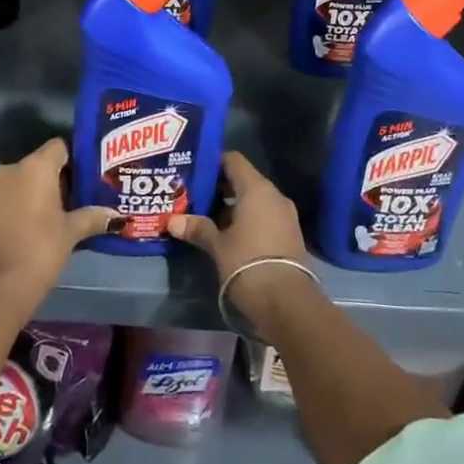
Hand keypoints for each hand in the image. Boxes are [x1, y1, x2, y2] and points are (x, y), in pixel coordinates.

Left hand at [0, 138, 113, 299]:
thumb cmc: (39, 251)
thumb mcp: (71, 234)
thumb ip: (93, 218)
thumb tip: (117, 216)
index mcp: (35, 167)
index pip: (59, 146)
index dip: (76, 158)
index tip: (91, 175)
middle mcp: (11, 170)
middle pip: (41, 164)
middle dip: (60, 178)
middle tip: (81, 197)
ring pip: (22, 182)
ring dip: (39, 194)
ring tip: (61, 214)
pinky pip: (8, 199)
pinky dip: (22, 207)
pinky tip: (35, 228)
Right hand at [168, 152, 315, 336]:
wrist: (287, 303)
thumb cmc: (247, 264)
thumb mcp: (217, 246)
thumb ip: (197, 229)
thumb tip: (173, 221)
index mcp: (256, 189)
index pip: (233, 160)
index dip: (214, 162)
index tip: (195, 171)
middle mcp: (274, 196)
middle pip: (244, 180)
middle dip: (220, 188)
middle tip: (195, 196)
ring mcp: (285, 216)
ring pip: (255, 201)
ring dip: (233, 207)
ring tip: (207, 218)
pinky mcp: (290, 235)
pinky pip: (265, 217)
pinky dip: (247, 220)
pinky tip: (229, 235)